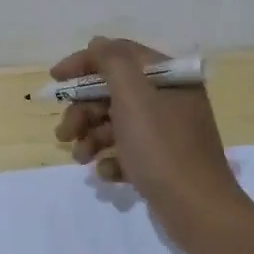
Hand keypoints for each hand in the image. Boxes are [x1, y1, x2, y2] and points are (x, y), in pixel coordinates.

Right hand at [51, 37, 249, 233]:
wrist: (197, 210)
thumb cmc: (162, 147)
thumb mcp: (134, 96)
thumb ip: (112, 62)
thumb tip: (97, 43)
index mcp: (169, 77)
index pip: (120, 55)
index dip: (84, 63)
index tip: (55, 78)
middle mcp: (170, 99)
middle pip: (114, 92)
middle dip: (84, 110)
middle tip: (64, 132)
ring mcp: (167, 132)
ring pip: (117, 123)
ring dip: (92, 137)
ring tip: (81, 158)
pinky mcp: (163, 161)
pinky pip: (128, 151)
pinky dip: (112, 159)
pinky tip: (108, 173)